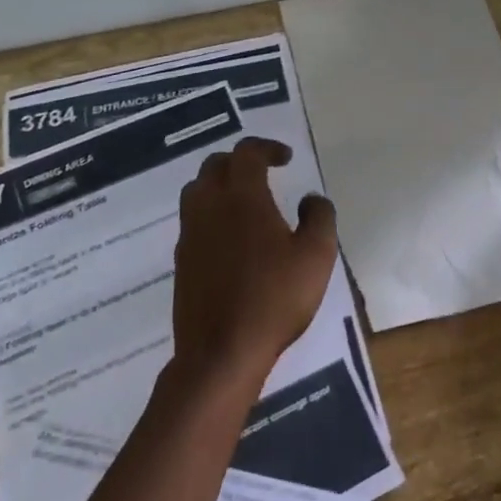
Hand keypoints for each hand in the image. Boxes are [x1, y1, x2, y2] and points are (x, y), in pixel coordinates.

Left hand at [172, 137, 337, 388]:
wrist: (221, 352)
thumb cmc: (274, 298)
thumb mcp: (316, 256)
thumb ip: (319, 217)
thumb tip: (311, 199)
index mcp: (242, 196)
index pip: (247, 152)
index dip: (267, 148)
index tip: (286, 158)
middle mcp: (209, 206)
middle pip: (215, 165)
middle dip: (240, 161)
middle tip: (264, 173)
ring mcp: (189, 233)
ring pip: (197, 190)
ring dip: (220, 185)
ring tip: (245, 201)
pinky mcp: (181, 260)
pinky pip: (193, 220)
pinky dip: (211, 213)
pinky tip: (231, 237)